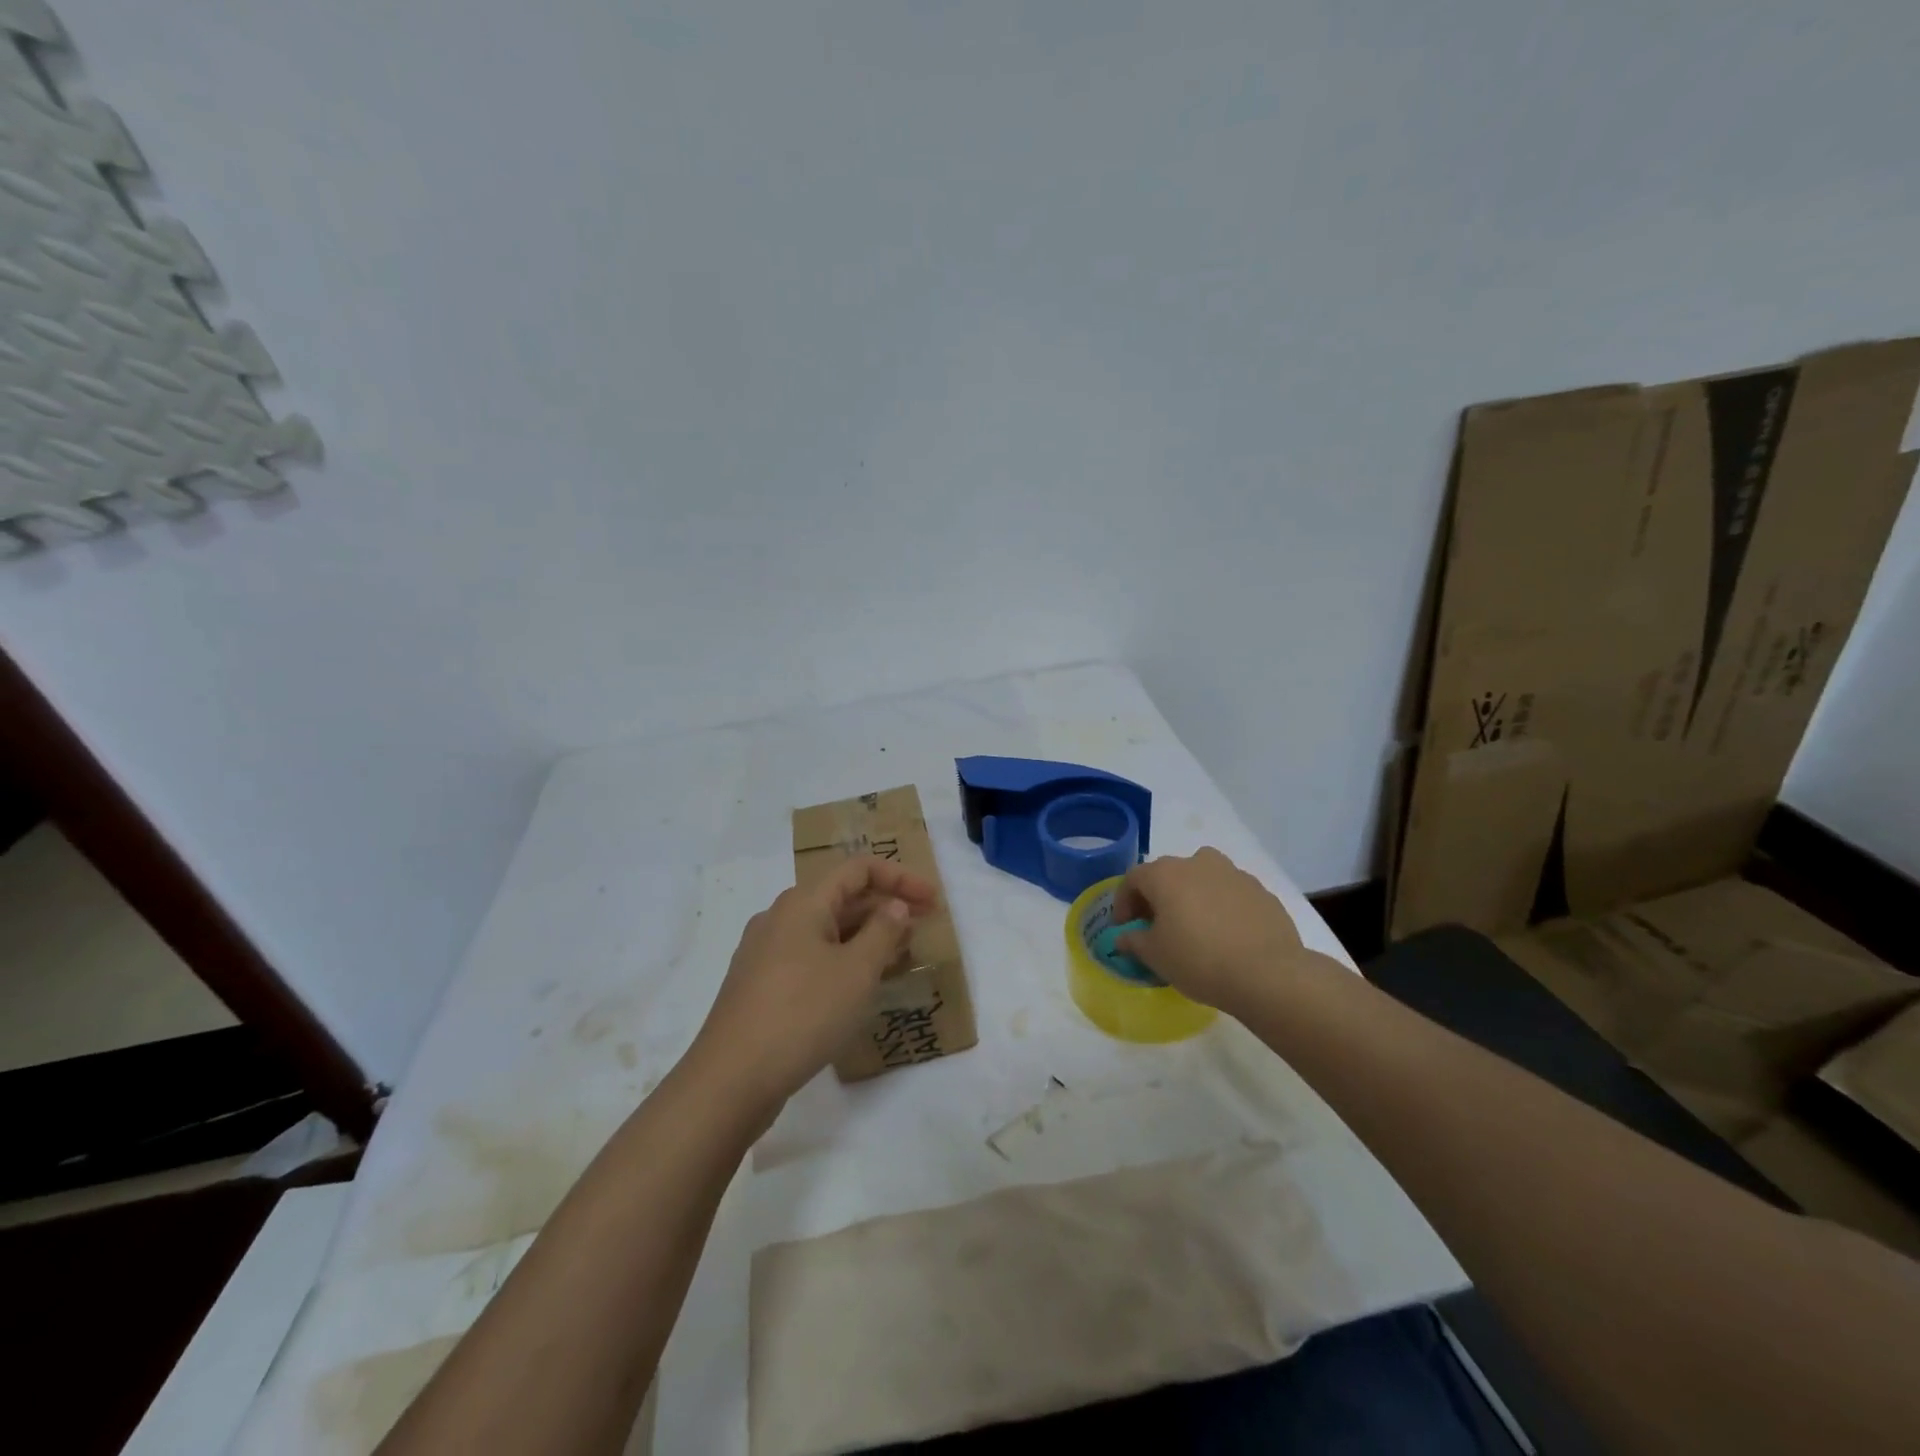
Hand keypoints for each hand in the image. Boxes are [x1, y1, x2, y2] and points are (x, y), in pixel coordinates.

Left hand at [687, 856, 937, 1118]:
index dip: (900, 878)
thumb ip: (883, 932)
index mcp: (802, 902)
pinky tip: (859, 987)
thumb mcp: (856, 971)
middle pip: (841, 897)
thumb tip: (895, 906)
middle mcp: (780, 918)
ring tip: (899, 959)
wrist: (730, 1080)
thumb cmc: (802, 1014)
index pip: (859, 869)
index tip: (932, 901)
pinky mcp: (759, 985)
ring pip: (826, 930)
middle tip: (922, 931)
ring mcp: (765, 952)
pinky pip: (810, 957)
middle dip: (885, 909)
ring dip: (865, 937)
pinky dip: (842, 960)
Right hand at [1112, 847, 1310, 1016]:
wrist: (1268, 974)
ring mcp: (1234, 874)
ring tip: (1194, 928)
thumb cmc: (1198, 960)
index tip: (1125, 927)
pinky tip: (1226, 936)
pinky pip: (1231, 895)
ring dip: (1192, 897)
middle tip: (1157, 926)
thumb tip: (1124, 937)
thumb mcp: (1155, 956)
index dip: (1124, 902)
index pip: (1133, 879)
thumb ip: (1134, 941)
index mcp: (1166, 874)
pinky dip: (1221, 908)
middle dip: (1158, 897)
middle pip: (1169, 874)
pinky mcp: (1262, 892)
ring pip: (1203, 879)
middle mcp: (1198, 863)